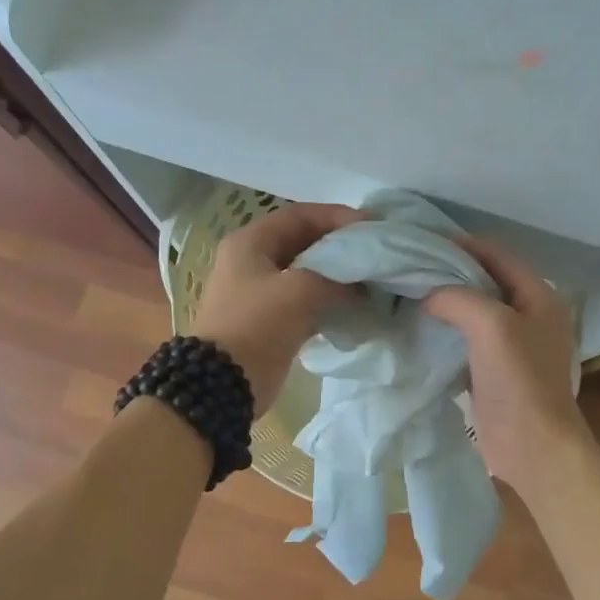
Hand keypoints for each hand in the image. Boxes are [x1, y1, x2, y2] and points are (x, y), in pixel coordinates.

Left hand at [190, 202, 365, 415]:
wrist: (223, 384)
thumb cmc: (256, 325)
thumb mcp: (300, 291)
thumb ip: (336, 279)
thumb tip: (362, 285)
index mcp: (251, 243)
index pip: (300, 215)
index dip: (337, 216)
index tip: (371, 227)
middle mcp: (253, 261)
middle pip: (305, 242)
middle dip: (341, 246)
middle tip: (376, 253)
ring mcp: (260, 293)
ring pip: (308, 273)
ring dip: (338, 275)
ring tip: (372, 279)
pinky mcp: (271, 321)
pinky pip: (306, 301)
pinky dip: (330, 300)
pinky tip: (356, 306)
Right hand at [423, 237, 590, 503]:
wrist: (533, 447)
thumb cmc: (519, 381)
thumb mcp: (491, 326)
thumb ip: (458, 297)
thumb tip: (428, 294)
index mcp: (538, 295)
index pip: (496, 254)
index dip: (461, 244)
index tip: (420, 242)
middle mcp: (528, 314)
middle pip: (484, 281)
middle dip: (448, 272)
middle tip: (407, 268)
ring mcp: (512, 345)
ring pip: (473, 311)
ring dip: (445, 303)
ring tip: (406, 294)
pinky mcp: (494, 371)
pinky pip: (466, 340)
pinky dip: (444, 332)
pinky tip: (417, 330)